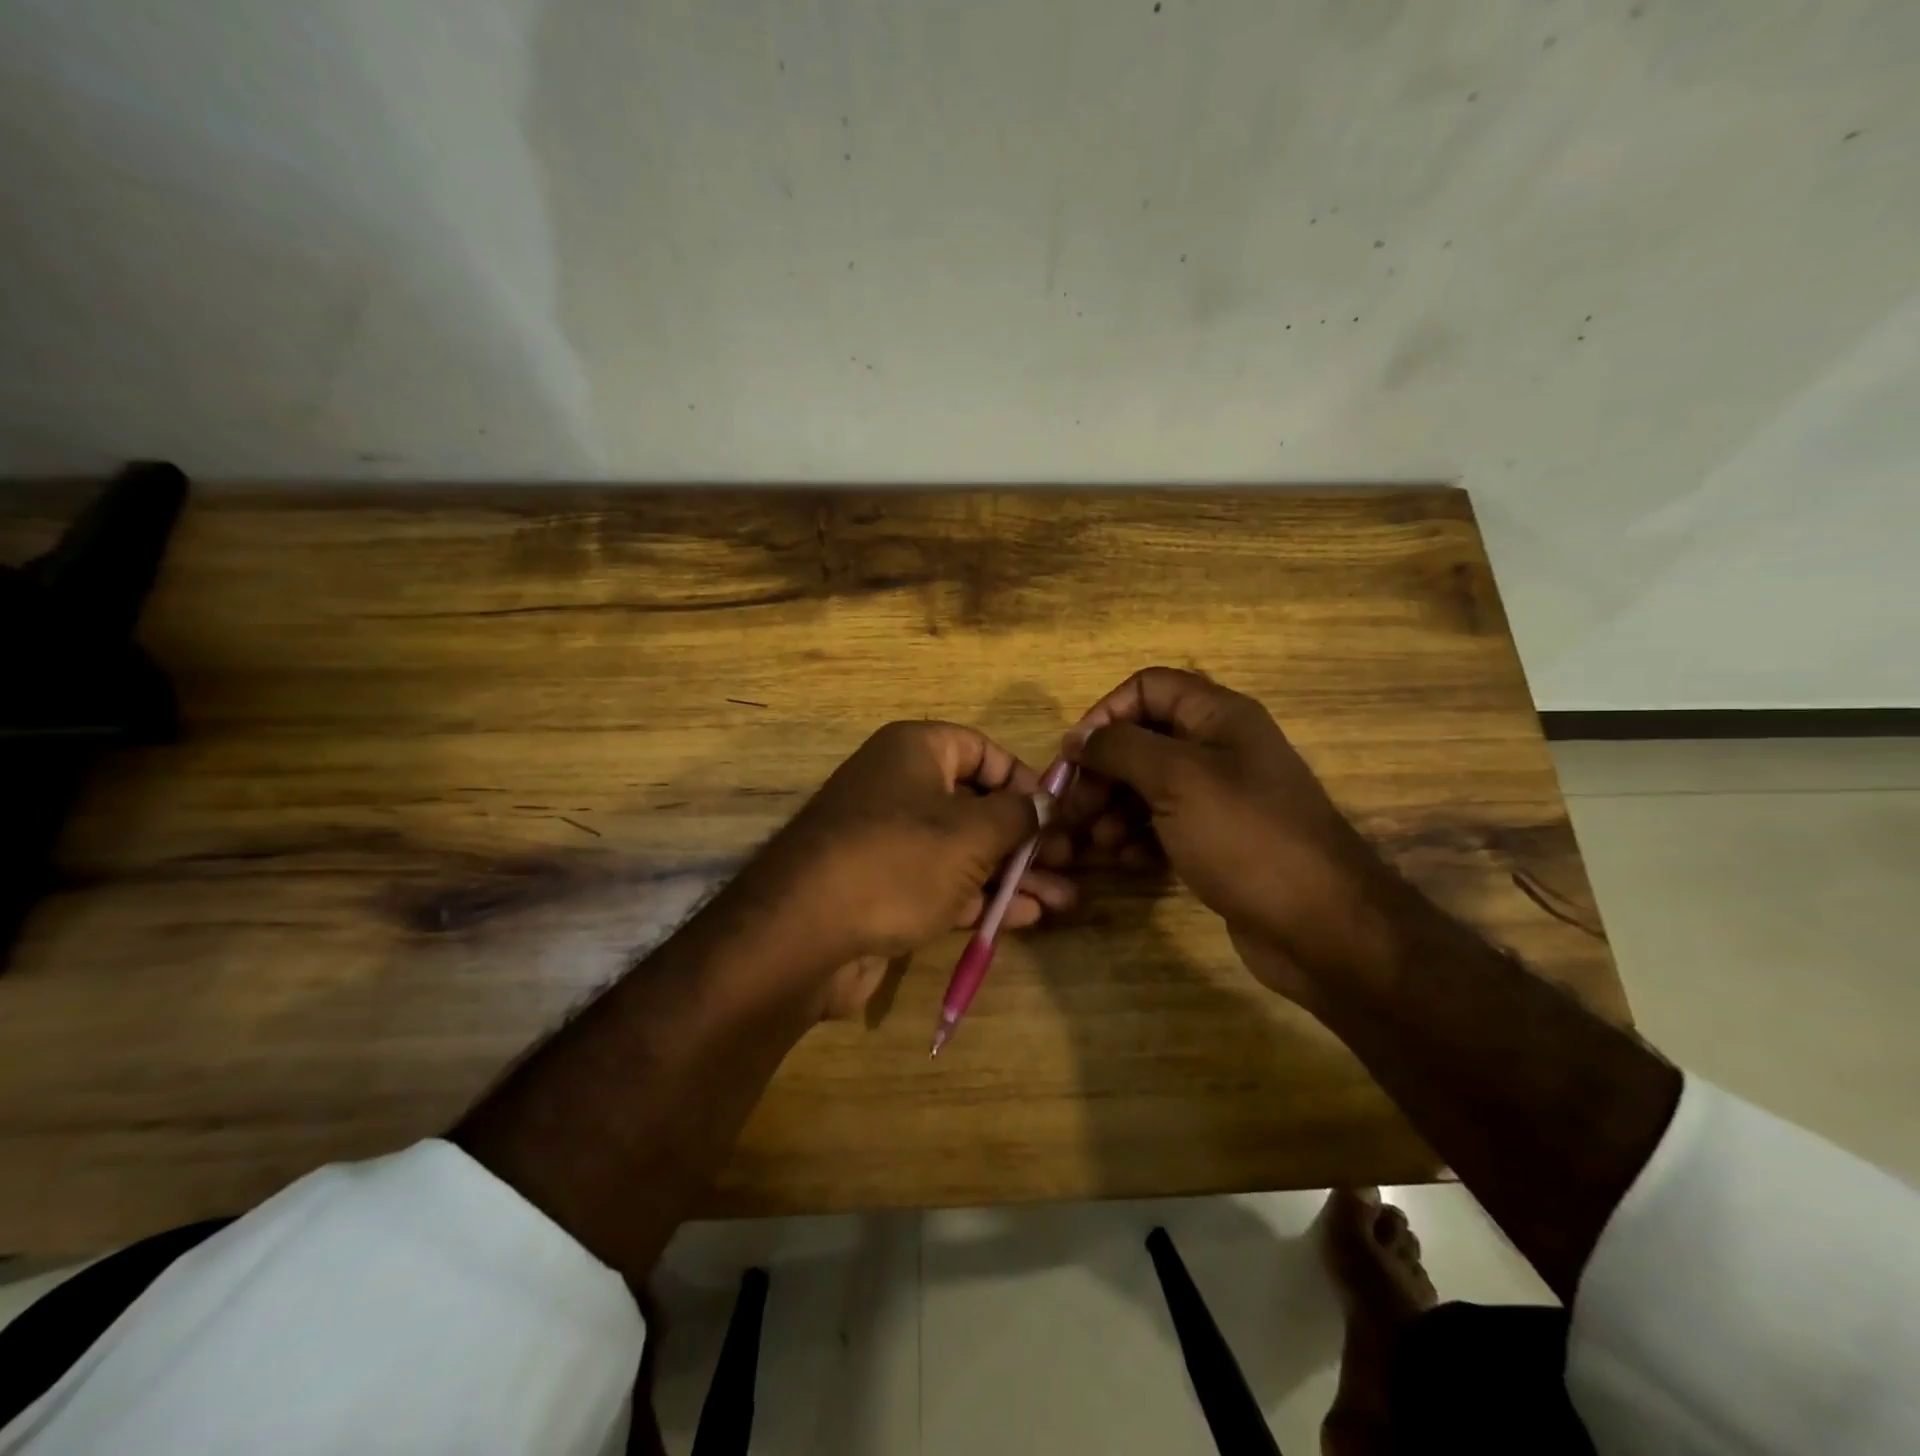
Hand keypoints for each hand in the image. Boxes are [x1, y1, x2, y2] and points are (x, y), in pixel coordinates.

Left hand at [742, 721, 1075, 1013]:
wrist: (804, 935)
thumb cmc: (898, 861)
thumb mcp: (972, 834)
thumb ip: (1018, 815)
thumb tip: (1045, 802)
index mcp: (914, 751)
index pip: (980, 749)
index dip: (1023, 777)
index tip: (1055, 812)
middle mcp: (899, 787)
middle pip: (976, 803)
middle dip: (1026, 837)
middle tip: (1071, 862)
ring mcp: (890, 841)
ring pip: (964, 849)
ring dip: (1013, 874)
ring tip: (1065, 898)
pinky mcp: (884, 888)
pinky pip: (943, 883)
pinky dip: (981, 898)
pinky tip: (1026, 918)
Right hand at [1057, 668, 1407, 999]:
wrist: (1320, 925)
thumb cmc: (1245, 837)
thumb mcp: (1176, 779)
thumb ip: (1119, 748)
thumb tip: (1077, 738)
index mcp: (1218, 716)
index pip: (1147, 688)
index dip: (1106, 713)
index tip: (1075, 756)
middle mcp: (1218, 748)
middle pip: (1142, 740)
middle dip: (1103, 771)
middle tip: (1076, 809)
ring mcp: (1218, 798)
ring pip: (1146, 786)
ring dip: (1114, 808)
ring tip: (1100, 842)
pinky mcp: (1215, 840)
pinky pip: (1162, 824)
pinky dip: (1137, 837)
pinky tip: (1127, 861)